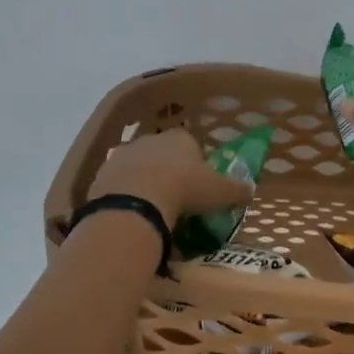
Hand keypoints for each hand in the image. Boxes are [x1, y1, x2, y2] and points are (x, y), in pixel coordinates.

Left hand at [88, 129, 253, 227]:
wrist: (136, 202)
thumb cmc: (185, 189)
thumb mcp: (220, 192)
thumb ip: (237, 189)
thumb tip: (251, 189)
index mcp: (180, 138)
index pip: (191, 145)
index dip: (196, 164)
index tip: (198, 186)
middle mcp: (150, 139)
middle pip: (162, 155)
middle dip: (168, 173)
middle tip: (176, 200)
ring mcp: (122, 155)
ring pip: (138, 168)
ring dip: (144, 184)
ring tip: (153, 211)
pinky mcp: (102, 174)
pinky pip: (118, 185)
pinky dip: (125, 197)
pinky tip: (133, 215)